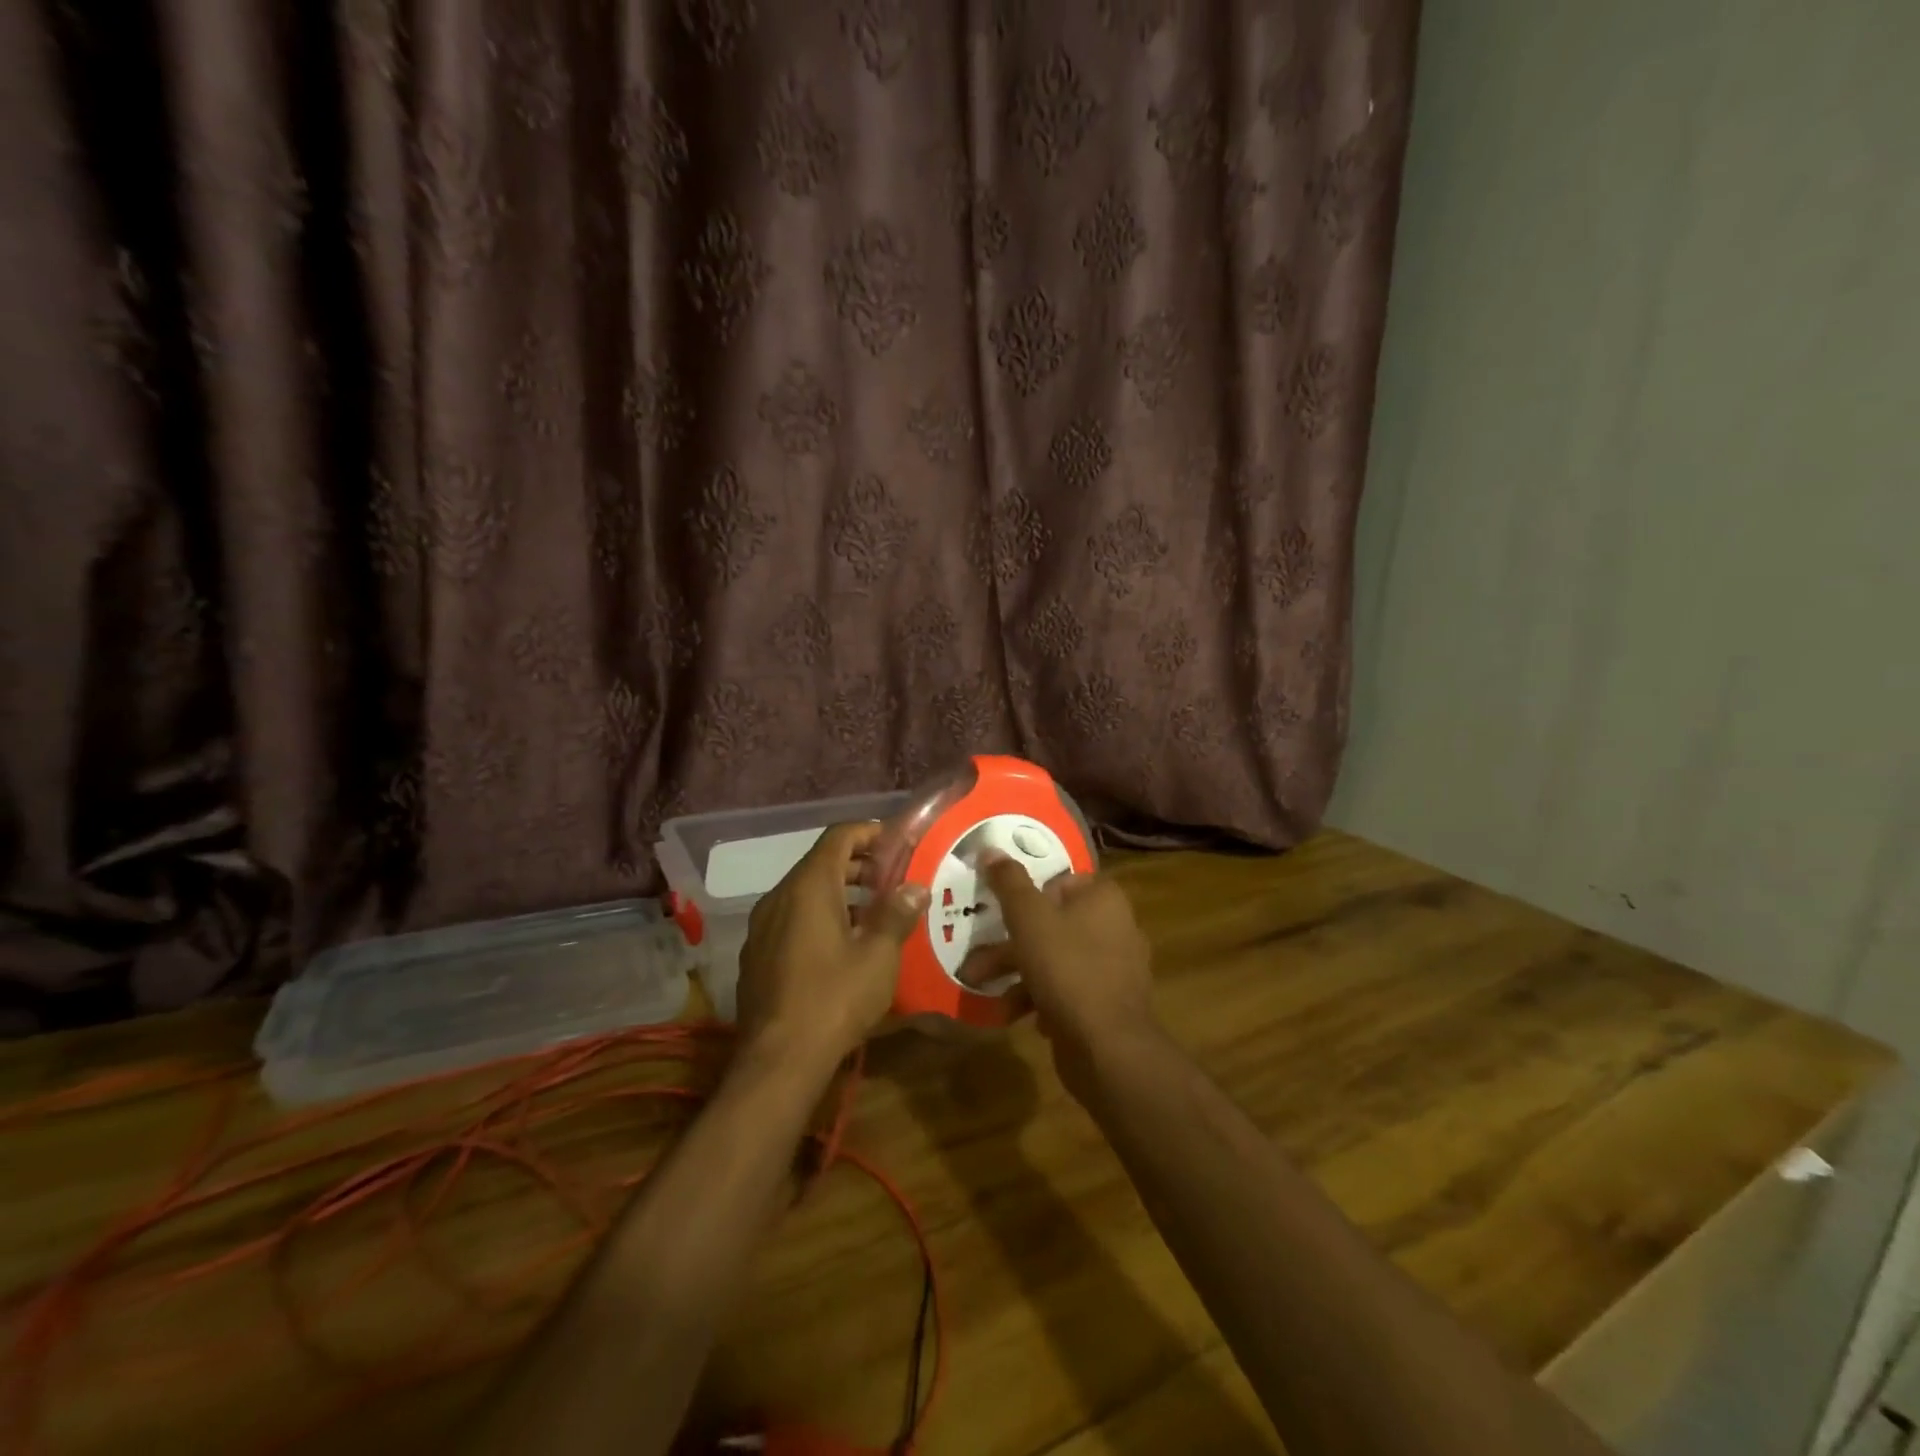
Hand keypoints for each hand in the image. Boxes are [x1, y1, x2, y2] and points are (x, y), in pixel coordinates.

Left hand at [736, 821, 928, 1070]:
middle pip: (821, 863)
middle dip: (859, 866)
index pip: (839, 836)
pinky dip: (818, 917)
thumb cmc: (835, 998)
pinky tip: (842, 946)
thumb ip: (897, 914)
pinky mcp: (757, 955)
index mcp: (809, 886)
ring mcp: (762, 927)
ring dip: (840, 893)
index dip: (869, 832)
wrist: (778, 1060)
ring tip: (874, 913)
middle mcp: (779, 896)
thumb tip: (915, 888)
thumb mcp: (878, 956)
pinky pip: (791, 919)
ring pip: (804, 893)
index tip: (897, 842)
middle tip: (893, 879)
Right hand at [963, 854, 1161, 1100]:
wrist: (1108, 1047)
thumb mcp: (1029, 918)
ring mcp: (1114, 968)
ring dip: (1016, 971)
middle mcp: (1115, 926)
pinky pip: (1067, 989)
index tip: (999, 909)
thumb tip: (990, 847)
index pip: (1061, 880)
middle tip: (976, 954)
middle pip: (1053, 922)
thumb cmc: (1067, 969)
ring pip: (1055, 958)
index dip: (1028, 893)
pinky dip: (1039, 996)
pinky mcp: (1107, 1003)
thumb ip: (1009, 882)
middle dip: (1009, 941)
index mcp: (1103, 898)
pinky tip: (1015, 1013)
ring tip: (981, 986)